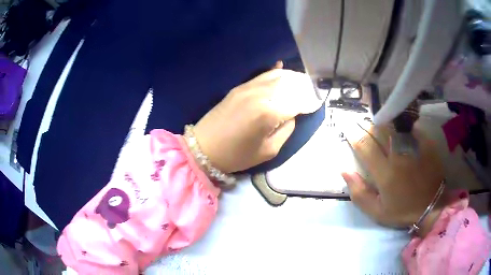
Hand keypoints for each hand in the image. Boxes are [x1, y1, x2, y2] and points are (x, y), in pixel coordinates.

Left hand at [194, 62, 322, 172]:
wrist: (204, 148)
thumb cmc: (237, 155)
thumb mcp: (268, 151)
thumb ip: (286, 130)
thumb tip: (292, 115)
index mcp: (269, 113)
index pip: (298, 102)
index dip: (309, 103)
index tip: (316, 103)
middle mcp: (261, 95)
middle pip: (289, 85)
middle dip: (303, 87)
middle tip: (312, 90)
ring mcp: (248, 88)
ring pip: (277, 77)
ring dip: (292, 78)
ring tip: (302, 81)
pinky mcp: (239, 87)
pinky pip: (261, 75)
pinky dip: (274, 72)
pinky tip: (282, 68)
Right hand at [341, 122, 445, 236]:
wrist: (432, 205)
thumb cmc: (403, 211)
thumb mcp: (377, 212)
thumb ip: (359, 193)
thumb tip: (345, 171)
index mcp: (385, 173)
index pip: (365, 146)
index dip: (353, 135)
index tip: (347, 128)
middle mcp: (398, 155)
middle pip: (378, 131)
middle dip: (366, 124)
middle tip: (359, 121)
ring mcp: (413, 146)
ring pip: (393, 125)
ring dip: (382, 122)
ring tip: (376, 121)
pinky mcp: (425, 142)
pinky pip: (409, 127)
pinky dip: (401, 124)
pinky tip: (397, 125)